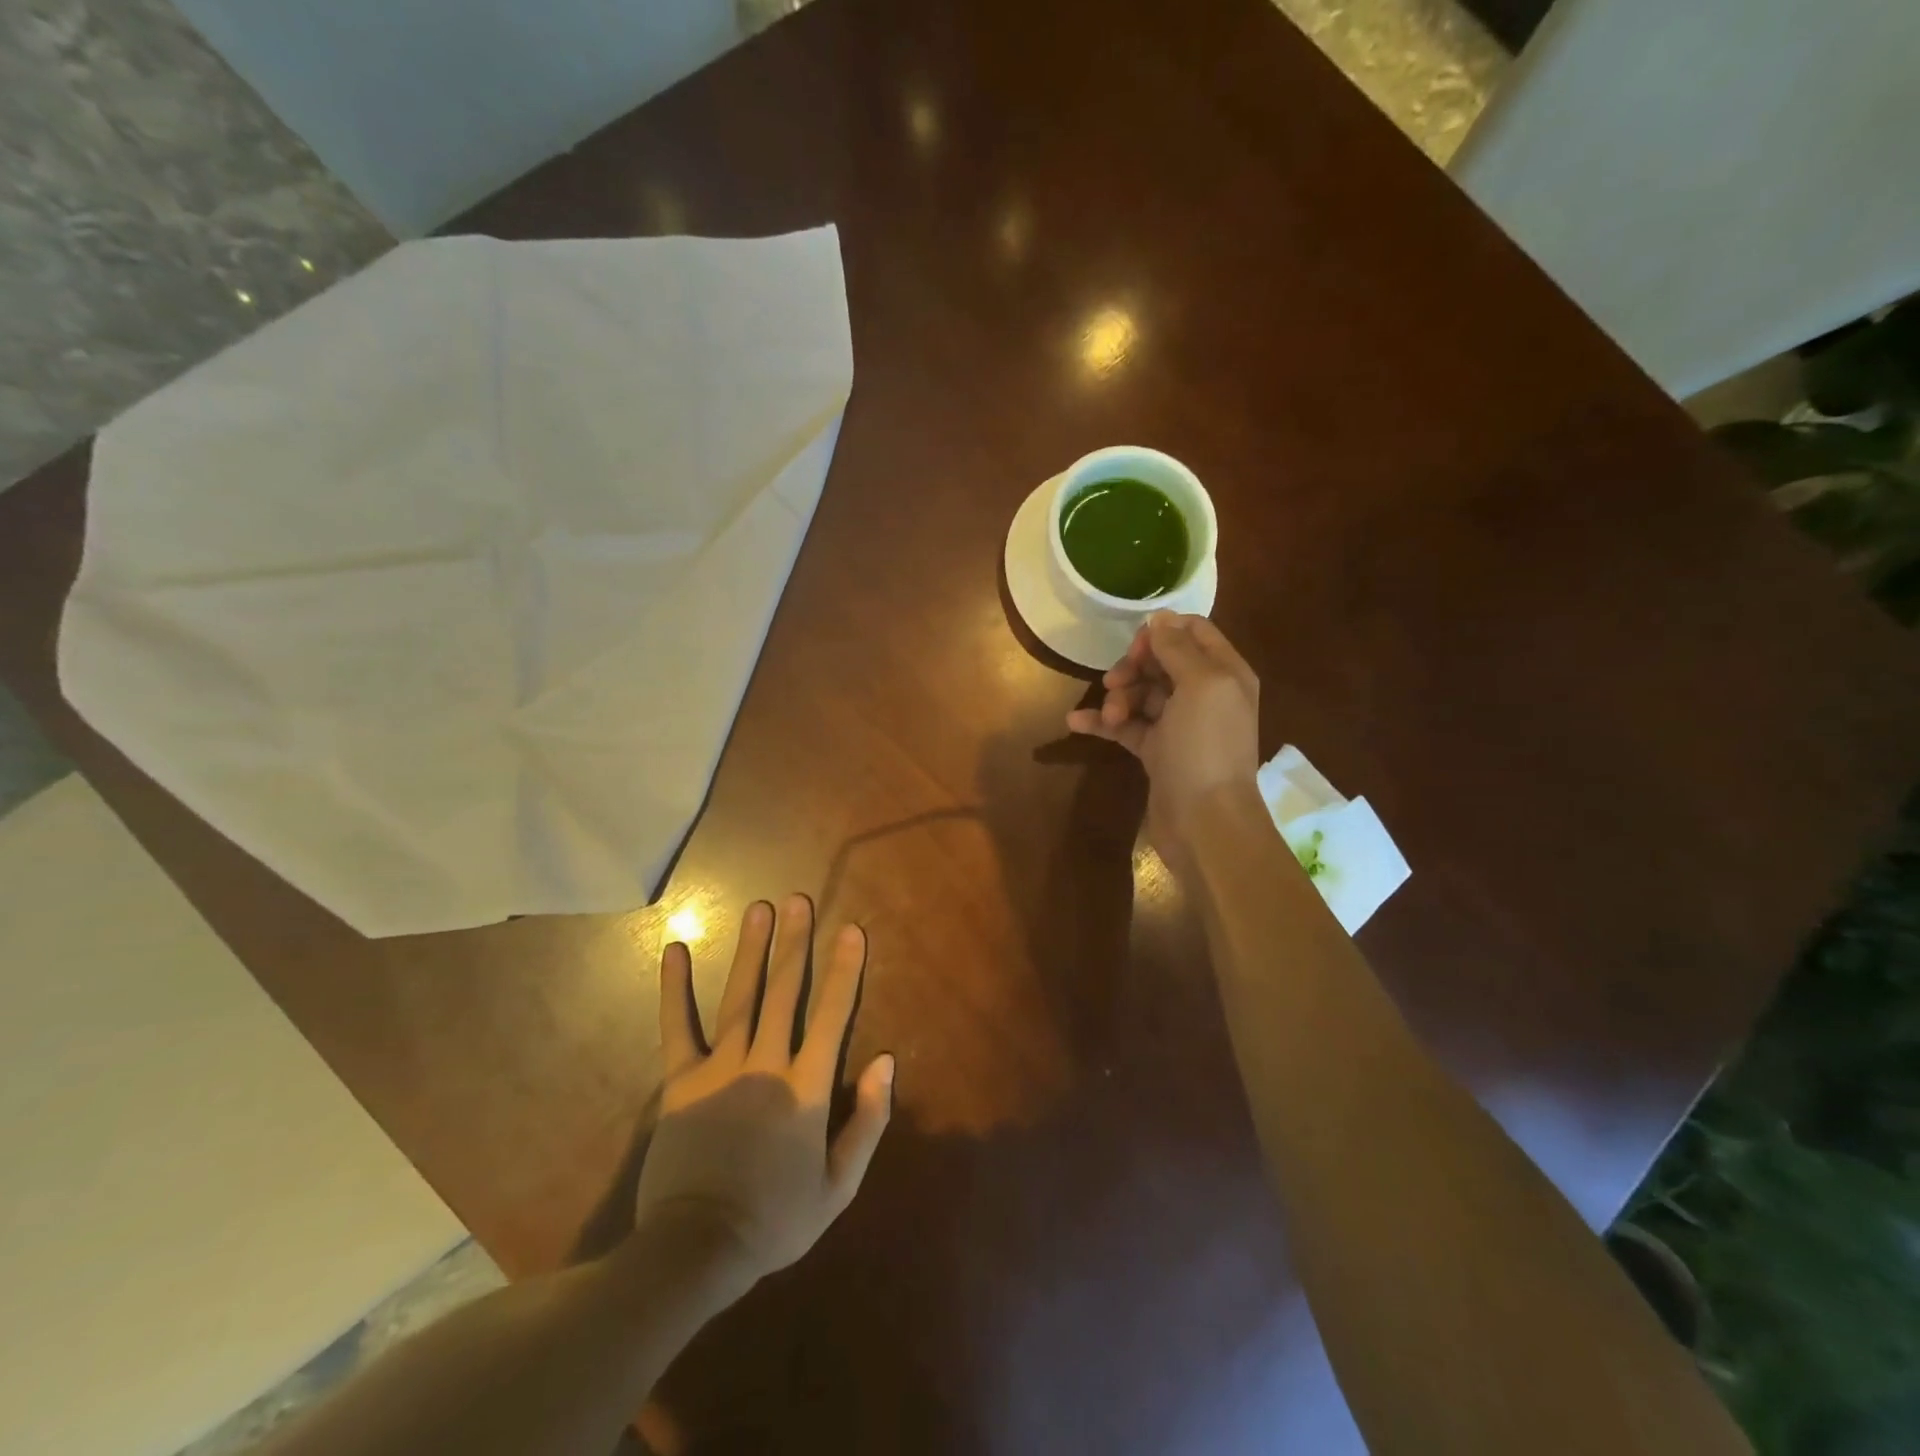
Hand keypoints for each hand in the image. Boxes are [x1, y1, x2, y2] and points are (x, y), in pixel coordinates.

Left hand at [633, 896, 893, 1286]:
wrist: (697, 1250)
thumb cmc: (775, 1219)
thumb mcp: (839, 1185)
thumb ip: (868, 1121)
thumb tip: (887, 1061)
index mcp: (806, 1088)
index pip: (832, 1017)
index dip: (844, 971)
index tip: (851, 930)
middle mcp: (766, 1064)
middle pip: (784, 993)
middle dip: (794, 943)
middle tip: (798, 900)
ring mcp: (720, 1069)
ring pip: (740, 997)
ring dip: (751, 950)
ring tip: (758, 908)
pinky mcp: (681, 1082)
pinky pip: (678, 1027)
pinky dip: (675, 988)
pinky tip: (674, 950)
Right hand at [1066, 611, 1260, 868]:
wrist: (1204, 821)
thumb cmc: (1206, 747)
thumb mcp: (1200, 685)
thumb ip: (1179, 648)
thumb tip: (1160, 617)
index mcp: (1225, 673)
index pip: (1194, 633)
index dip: (1162, 633)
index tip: (1136, 647)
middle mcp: (1206, 695)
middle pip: (1162, 662)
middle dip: (1134, 668)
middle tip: (1113, 682)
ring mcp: (1180, 725)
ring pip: (1142, 694)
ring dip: (1118, 698)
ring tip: (1108, 717)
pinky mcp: (1158, 751)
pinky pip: (1127, 726)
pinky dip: (1103, 722)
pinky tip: (1076, 722)